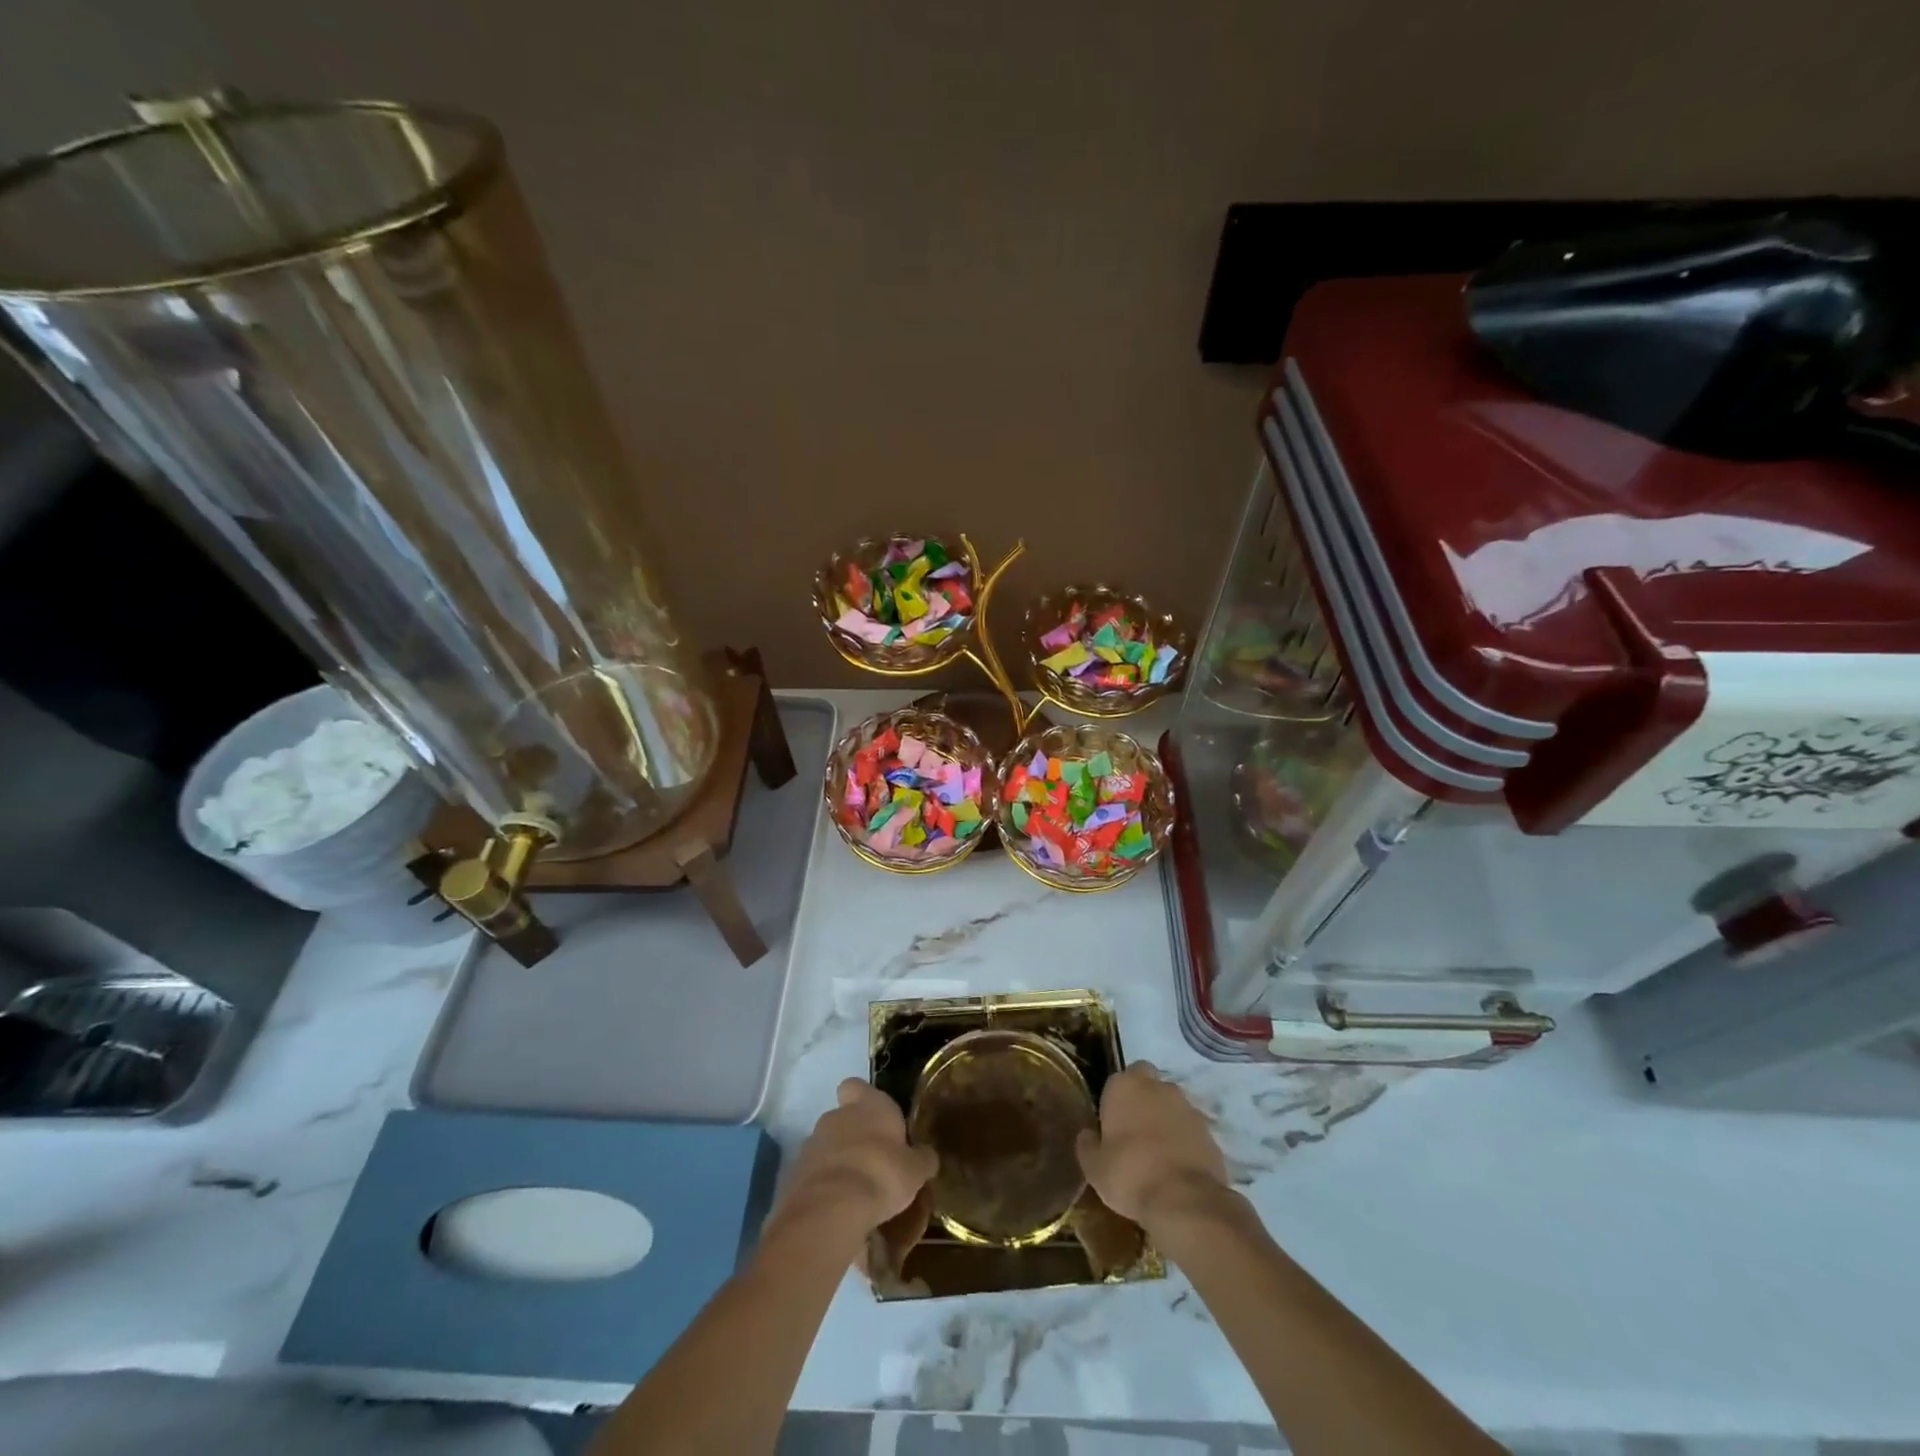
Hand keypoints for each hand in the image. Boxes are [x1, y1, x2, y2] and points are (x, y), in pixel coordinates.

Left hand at [772, 1079, 937, 1245]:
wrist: (830, 1210)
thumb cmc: (881, 1175)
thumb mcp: (915, 1170)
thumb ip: (921, 1159)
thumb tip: (926, 1156)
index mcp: (868, 1105)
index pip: (857, 1086)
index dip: (864, 1099)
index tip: (876, 1119)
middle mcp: (837, 1116)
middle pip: (844, 1118)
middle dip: (855, 1136)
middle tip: (874, 1163)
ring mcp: (812, 1143)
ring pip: (828, 1147)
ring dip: (839, 1162)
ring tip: (858, 1192)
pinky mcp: (796, 1173)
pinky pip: (815, 1174)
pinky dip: (825, 1186)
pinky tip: (840, 1209)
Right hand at [1076, 1062, 1230, 1234]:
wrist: (1184, 1200)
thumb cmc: (1130, 1174)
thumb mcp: (1094, 1167)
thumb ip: (1088, 1145)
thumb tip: (1088, 1135)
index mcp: (1125, 1086)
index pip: (1119, 1078)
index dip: (1117, 1099)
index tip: (1112, 1123)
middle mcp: (1158, 1086)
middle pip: (1149, 1084)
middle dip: (1143, 1100)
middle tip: (1135, 1132)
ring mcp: (1187, 1106)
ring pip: (1172, 1105)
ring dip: (1166, 1120)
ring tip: (1158, 1154)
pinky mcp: (1209, 1131)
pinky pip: (1190, 1129)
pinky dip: (1185, 1141)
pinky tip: (1177, 1167)